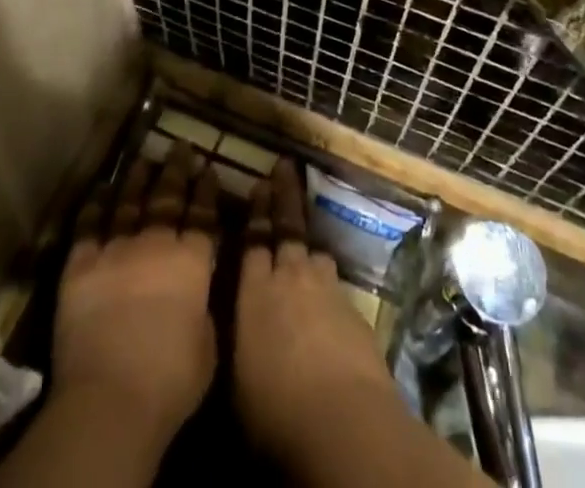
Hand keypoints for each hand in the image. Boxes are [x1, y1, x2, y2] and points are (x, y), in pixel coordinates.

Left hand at [50, 141, 220, 446]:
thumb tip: (197, 295)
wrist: (111, 397)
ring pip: (129, 202)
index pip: (202, 215)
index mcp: (192, 262)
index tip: (207, 168)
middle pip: (167, 197)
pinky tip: (101, 190)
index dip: (205, 190)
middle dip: (175, 170)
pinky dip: (95, 206)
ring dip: (137, 179)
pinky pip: (89, 226)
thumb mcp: (208, 347)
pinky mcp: (81, 265)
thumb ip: (203, 311)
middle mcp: (156, 244)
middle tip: (179, 146)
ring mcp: (116, 250)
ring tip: (144, 159)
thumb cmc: (170, 382)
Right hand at [233, 160, 401, 459]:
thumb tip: (231, 328)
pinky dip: (326, 280)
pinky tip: (325, 292)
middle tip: (284, 166)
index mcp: (255, 291)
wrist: (343, 418)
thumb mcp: (237, 379)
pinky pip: (334, 283)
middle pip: (287, 227)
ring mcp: (326, 289)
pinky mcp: (353, 310)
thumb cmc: (275, 409)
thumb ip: (235, 340)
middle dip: (284, 196)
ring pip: (314, 252)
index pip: (253, 240)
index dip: (256, 212)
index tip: (258, 185)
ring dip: (307, 241)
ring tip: (304, 234)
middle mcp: (291, 277)